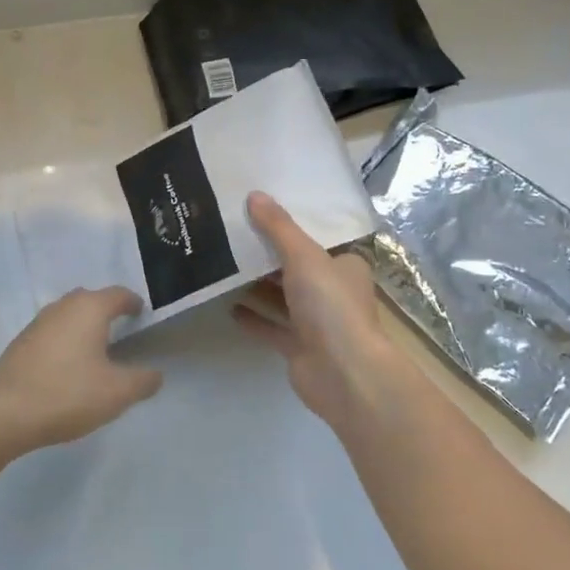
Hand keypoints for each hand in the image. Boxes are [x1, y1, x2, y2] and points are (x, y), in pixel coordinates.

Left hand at [0, 287, 162, 457]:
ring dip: (84, 326)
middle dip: (107, 311)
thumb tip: (155, 374)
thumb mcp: (117, 393)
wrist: (5, 413)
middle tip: (122, 332)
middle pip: (91, 300)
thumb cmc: (68, 394)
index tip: (142, 315)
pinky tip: (68, 366)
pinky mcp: (21, 342)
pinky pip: (52, 333)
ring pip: (69, 315)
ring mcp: (38, 322)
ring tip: (97, 350)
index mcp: (89, 308)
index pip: (119, 294)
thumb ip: (143, 381)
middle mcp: (63, 306)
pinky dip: (65, 341)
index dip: (133, 303)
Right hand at [232, 192, 403, 432]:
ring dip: (258, 286)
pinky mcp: (300, 347)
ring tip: (223, 266)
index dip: (291, 226)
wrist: (343, 374)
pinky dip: (254, 318)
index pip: (317, 239)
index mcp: (345, 266)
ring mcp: (317, 322)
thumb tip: (254, 195)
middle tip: (232, 234)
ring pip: (283, 298)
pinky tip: (228, 307)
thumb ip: (278, 228)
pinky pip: (272, 327)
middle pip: (296, 268)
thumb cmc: (330, 306)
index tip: (260, 211)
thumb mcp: (303, 256)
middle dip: (268, 256)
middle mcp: (333, 292)